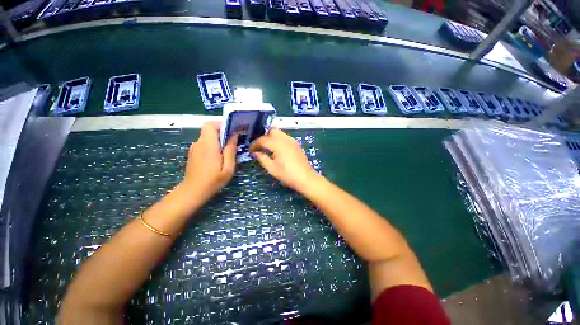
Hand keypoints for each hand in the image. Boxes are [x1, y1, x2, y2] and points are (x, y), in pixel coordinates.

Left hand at [181, 122, 237, 203]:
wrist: (193, 192)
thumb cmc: (213, 181)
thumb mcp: (228, 168)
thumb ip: (230, 150)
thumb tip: (234, 135)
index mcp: (208, 145)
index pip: (210, 125)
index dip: (221, 124)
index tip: (233, 130)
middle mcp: (199, 143)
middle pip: (209, 129)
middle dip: (222, 131)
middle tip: (234, 141)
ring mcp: (194, 147)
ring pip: (208, 136)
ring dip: (218, 139)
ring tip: (228, 149)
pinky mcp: (194, 152)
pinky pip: (205, 143)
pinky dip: (213, 144)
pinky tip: (219, 156)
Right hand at [250, 128, 319, 192]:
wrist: (305, 178)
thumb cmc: (287, 175)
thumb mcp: (272, 169)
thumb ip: (262, 158)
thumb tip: (255, 153)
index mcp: (278, 144)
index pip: (263, 139)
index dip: (255, 144)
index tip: (251, 151)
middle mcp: (285, 139)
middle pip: (272, 131)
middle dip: (264, 137)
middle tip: (260, 147)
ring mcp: (292, 141)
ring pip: (279, 133)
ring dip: (272, 138)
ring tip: (268, 148)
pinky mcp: (296, 144)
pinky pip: (285, 137)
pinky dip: (279, 140)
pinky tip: (277, 150)